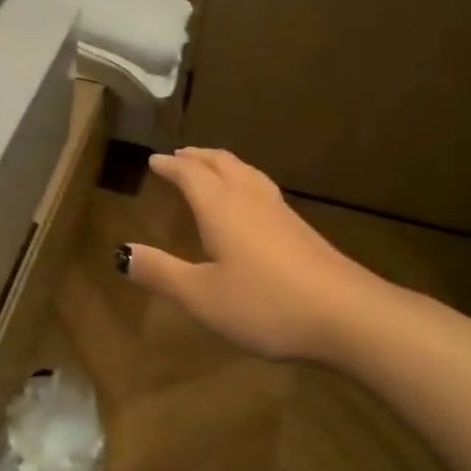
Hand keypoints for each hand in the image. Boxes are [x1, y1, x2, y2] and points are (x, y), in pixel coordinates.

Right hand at [121, 148, 405, 361]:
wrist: (349, 316)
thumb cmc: (266, 303)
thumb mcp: (202, 296)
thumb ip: (161, 272)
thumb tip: (121, 252)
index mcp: (220, 207)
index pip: (189, 174)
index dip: (169, 165)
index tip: (153, 160)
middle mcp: (249, 199)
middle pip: (221, 163)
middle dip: (197, 157)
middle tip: (180, 155)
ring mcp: (280, 212)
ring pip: (246, 173)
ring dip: (222, 164)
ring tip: (211, 168)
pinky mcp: (302, 229)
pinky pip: (262, 188)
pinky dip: (244, 181)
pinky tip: (251, 204)